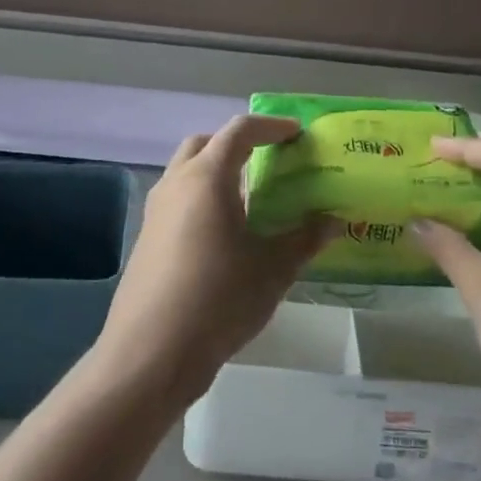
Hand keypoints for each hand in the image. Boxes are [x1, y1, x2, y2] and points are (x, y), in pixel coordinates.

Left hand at [95, 115, 331, 405]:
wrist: (151, 353)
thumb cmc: (218, 300)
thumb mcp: (273, 270)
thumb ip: (304, 239)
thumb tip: (334, 221)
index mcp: (207, 178)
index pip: (239, 131)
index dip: (270, 127)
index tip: (296, 134)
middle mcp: (176, 184)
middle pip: (205, 144)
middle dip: (236, 144)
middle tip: (268, 161)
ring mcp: (156, 211)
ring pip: (187, 172)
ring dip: (216, 172)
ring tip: (250, 199)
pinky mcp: (147, 238)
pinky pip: (178, 200)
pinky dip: (202, 199)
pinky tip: (224, 234)